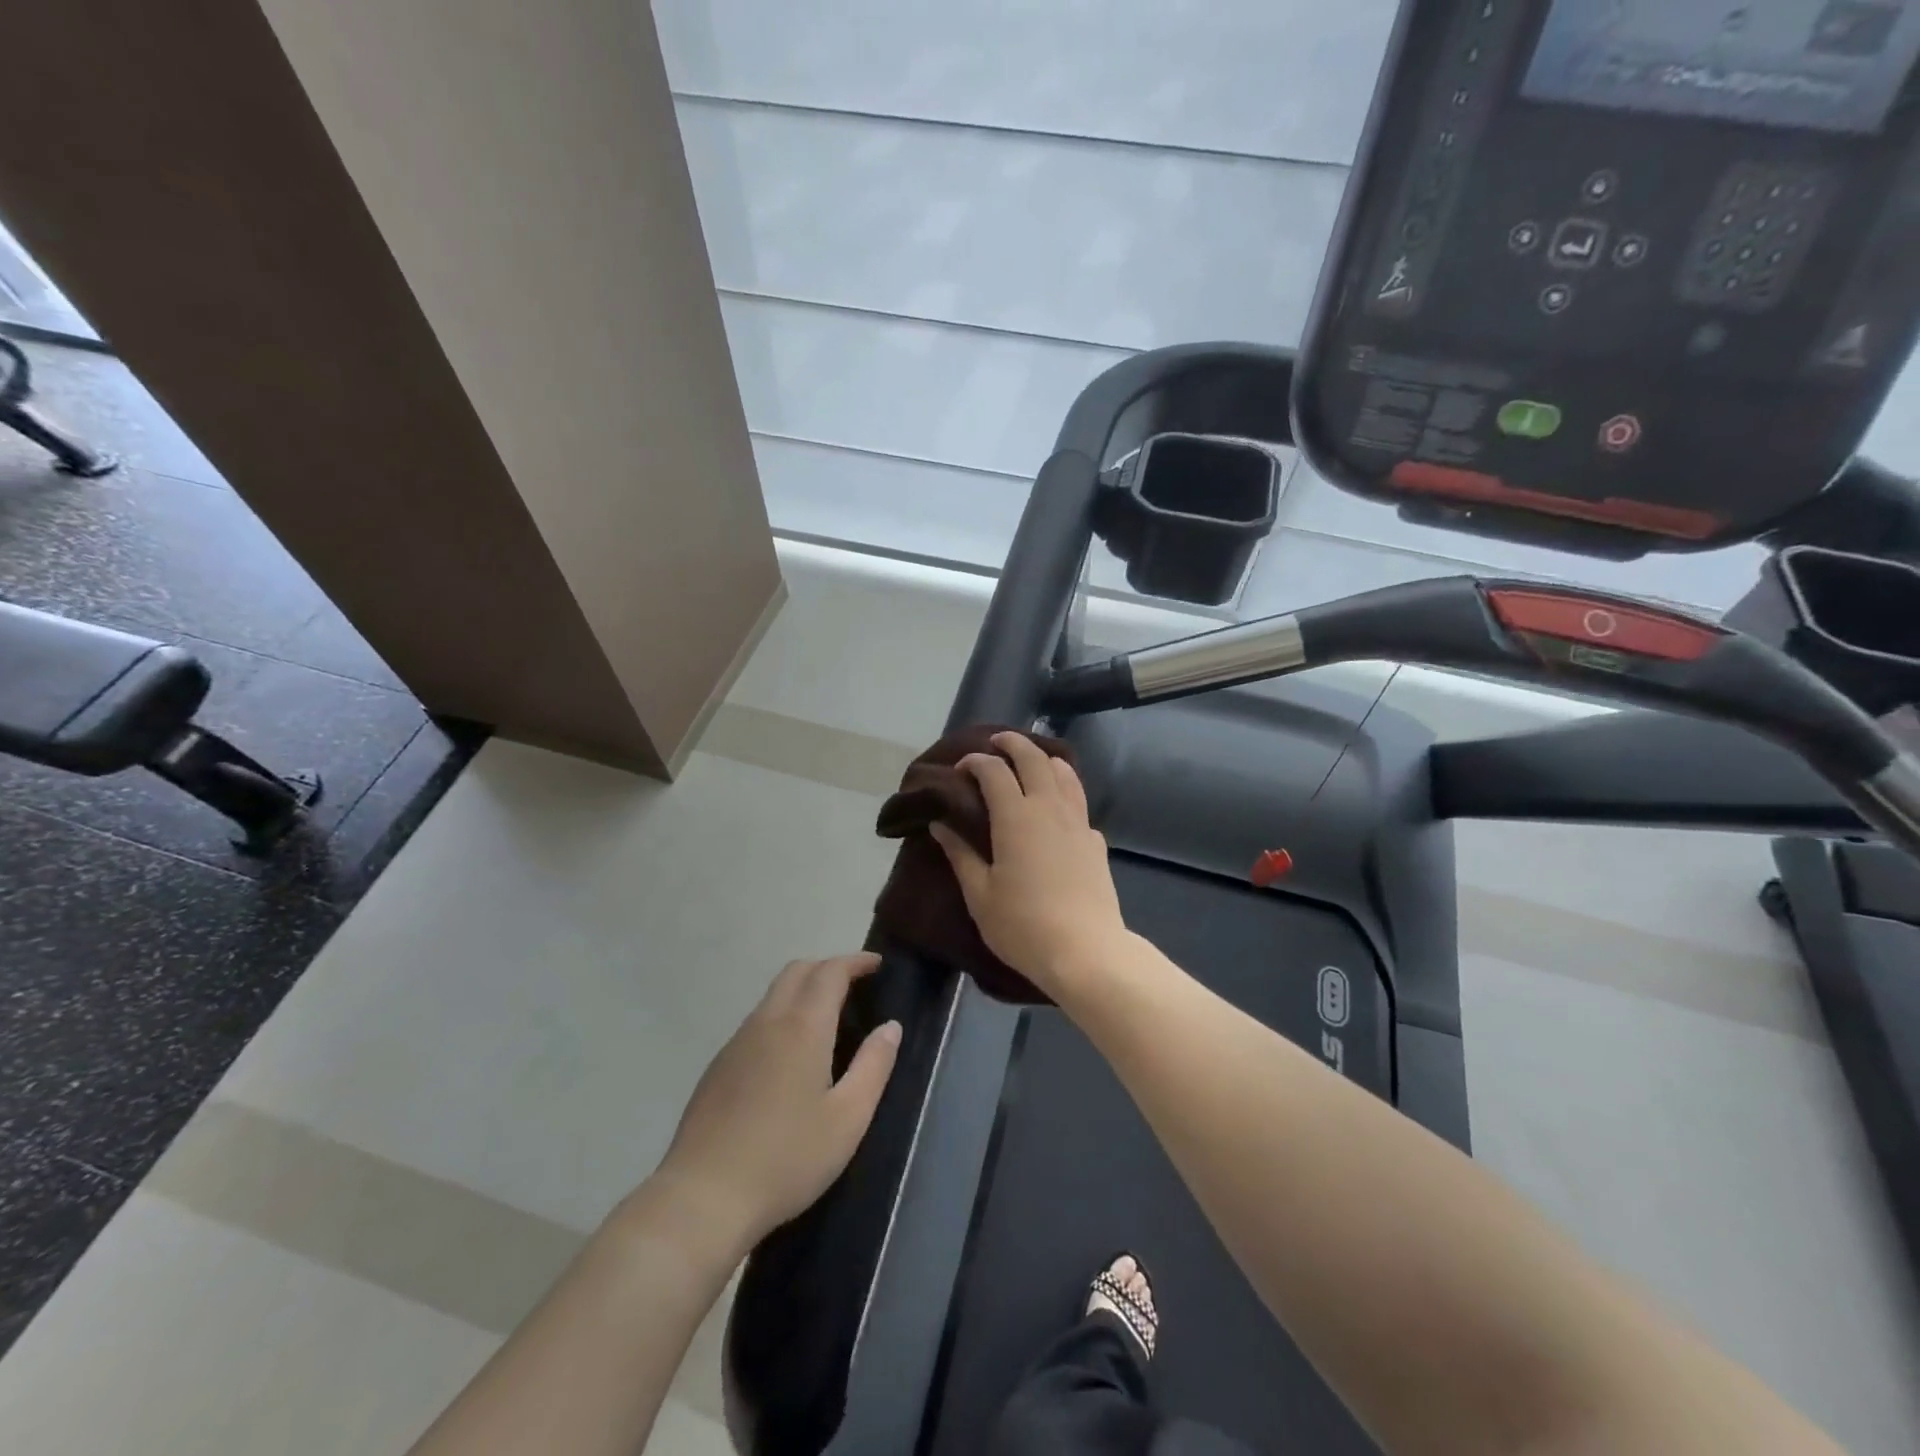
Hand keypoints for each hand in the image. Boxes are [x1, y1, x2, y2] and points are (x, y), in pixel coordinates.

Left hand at [647, 954, 899, 1257]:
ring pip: (773, 995)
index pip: (830, 972)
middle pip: (797, 971)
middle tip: (856, 986)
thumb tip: (890, 1027)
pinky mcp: (717, 1067)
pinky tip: (790, 1055)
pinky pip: (756, 1022)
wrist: (702, 1199)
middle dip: (828, 968)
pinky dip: (782, 1015)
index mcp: (802, 1027)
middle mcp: (767, 1022)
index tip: (877, 965)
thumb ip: (873, 1066)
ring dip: (803, 990)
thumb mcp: (847, 1119)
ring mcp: (736, 1043)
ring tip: (828, 1018)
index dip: (855, 961)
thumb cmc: (786, 1159)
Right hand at [930, 732, 1129, 998]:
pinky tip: (1056, 810)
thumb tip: (940, 824)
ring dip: (1045, 759)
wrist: (1086, 952)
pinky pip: (1079, 803)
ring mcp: (1078, 823)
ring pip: (1065, 774)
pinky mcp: (1095, 842)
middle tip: (996, 743)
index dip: (975, 762)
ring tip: (1031, 762)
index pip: (994, 771)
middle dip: (1013, 743)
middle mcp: (1049, 808)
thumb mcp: (980, 894)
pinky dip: (1064, 792)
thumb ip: (960, 854)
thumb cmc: (1023, 926)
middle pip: (1034, 758)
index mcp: (1016, 817)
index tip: (961, 768)